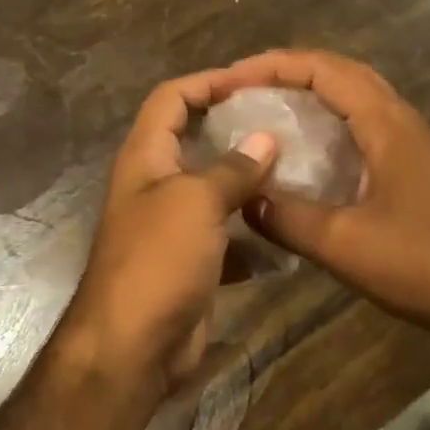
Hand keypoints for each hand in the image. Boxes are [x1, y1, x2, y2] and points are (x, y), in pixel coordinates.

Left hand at [61, 71, 277, 395]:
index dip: (207, 82)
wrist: (132, 347)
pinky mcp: (190, 263)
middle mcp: (155, 185)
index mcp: (145, 157)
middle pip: (194, 141)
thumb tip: (266, 140)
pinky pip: (226, 237)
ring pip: (214, 191)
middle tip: (285, 125)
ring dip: (249, 184)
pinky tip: (286, 233)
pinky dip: (252, 235)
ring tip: (296, 173)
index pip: (170, 98)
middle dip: (235, 131)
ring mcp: (172, 227)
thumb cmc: (158, 260)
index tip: (252, 82)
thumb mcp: (196, 202)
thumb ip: (232, 168)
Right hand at [211, 50, 429, 353]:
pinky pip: (360, 129)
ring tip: (262, 112)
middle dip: (286, 73)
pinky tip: (301, 155)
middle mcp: (400, 122)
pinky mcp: (412, 169)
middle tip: (240, 90)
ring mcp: (410, 144)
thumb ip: (288, 218)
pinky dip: (325, 126)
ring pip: (352, 99)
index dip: (272, 66)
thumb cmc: (425, 266)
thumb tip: (244, 199)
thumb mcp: (345, 245)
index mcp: (387, 125)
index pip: (323, 70)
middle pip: (339, 74)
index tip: (230, 80)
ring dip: (307, 95)